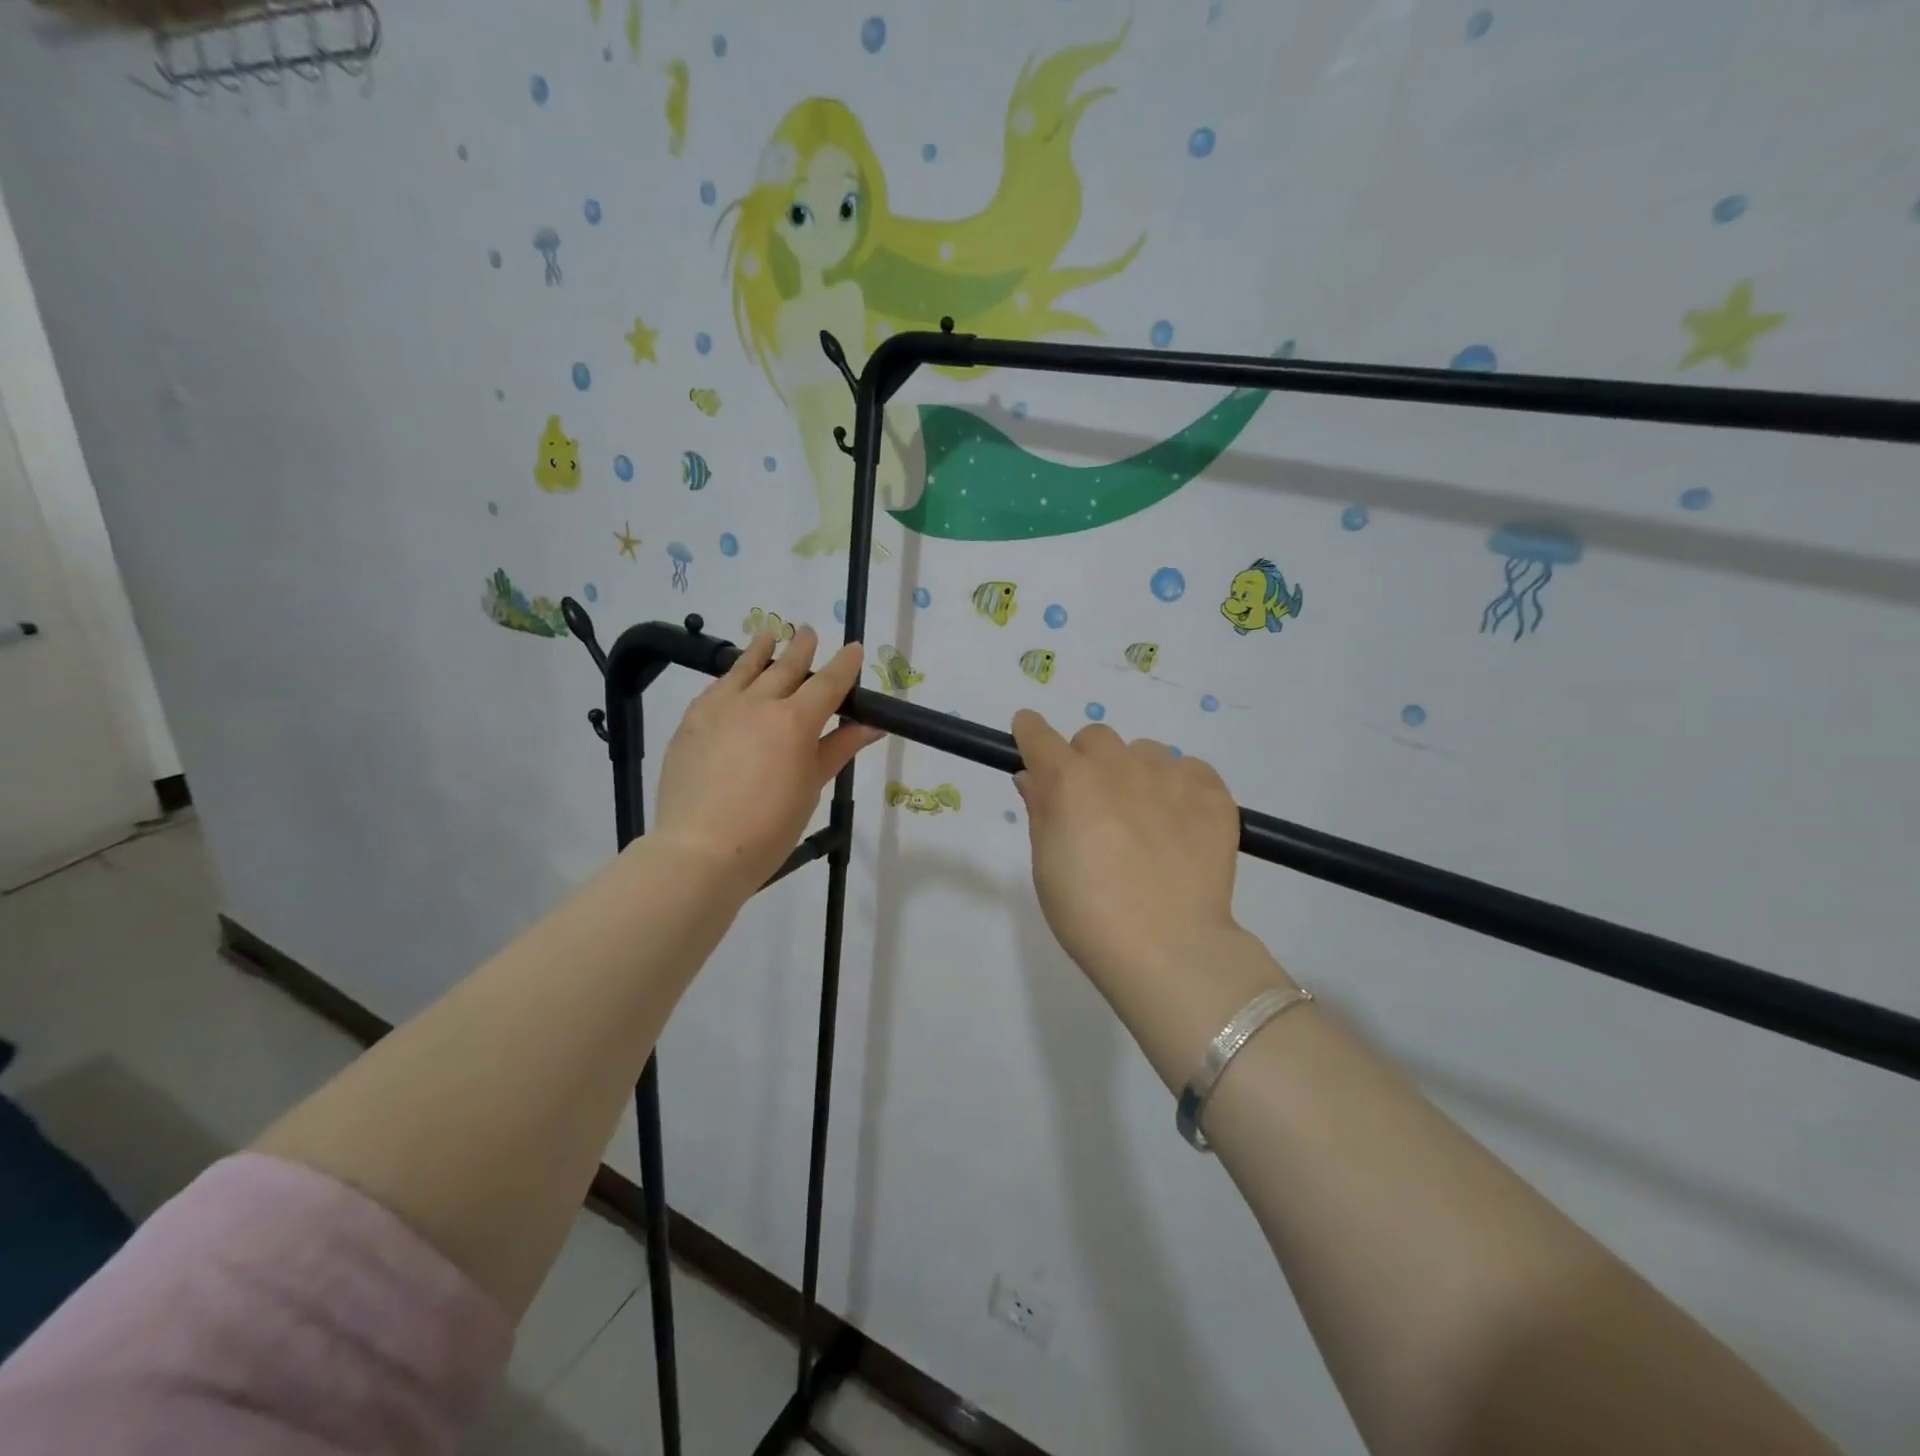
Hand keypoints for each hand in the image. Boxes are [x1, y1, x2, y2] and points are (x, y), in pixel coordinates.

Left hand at [653, 628, 882, 898]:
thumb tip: (871, 726)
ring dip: (762, 650)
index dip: (844, 665)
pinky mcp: (691, 720)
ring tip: (769, 635)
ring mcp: (720, 708)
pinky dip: (730, 675)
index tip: (853, 648)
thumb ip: (837, 749)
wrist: (700, 849)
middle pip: (786, 667)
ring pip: (745, 668)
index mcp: (795, 721)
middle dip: (802, 648)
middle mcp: (758, 703)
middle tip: (809, 632)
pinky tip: (732, 675)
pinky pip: (716, 687)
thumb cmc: (770, 826)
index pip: (827, 683)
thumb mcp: (812, 786)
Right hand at [1011, 711, 1247, 1003]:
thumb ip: (1041, 811)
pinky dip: (1180, 788)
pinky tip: (1180, 826)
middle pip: (1095, 738)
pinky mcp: (1213, 794)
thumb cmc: (1089, 914)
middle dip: (1087, 761)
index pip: (1039, 735)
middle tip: (1094, 804)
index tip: (1030, 737)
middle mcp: (1118, 766)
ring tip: (1145, 820)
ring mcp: (1170, 776)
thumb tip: (1035, 777)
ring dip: (1135, 773)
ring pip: (1145, 752)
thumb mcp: (1046, 865)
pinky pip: (1191, 770)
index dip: (1030, 733)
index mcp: (1070, 781)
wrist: (1168, 948)